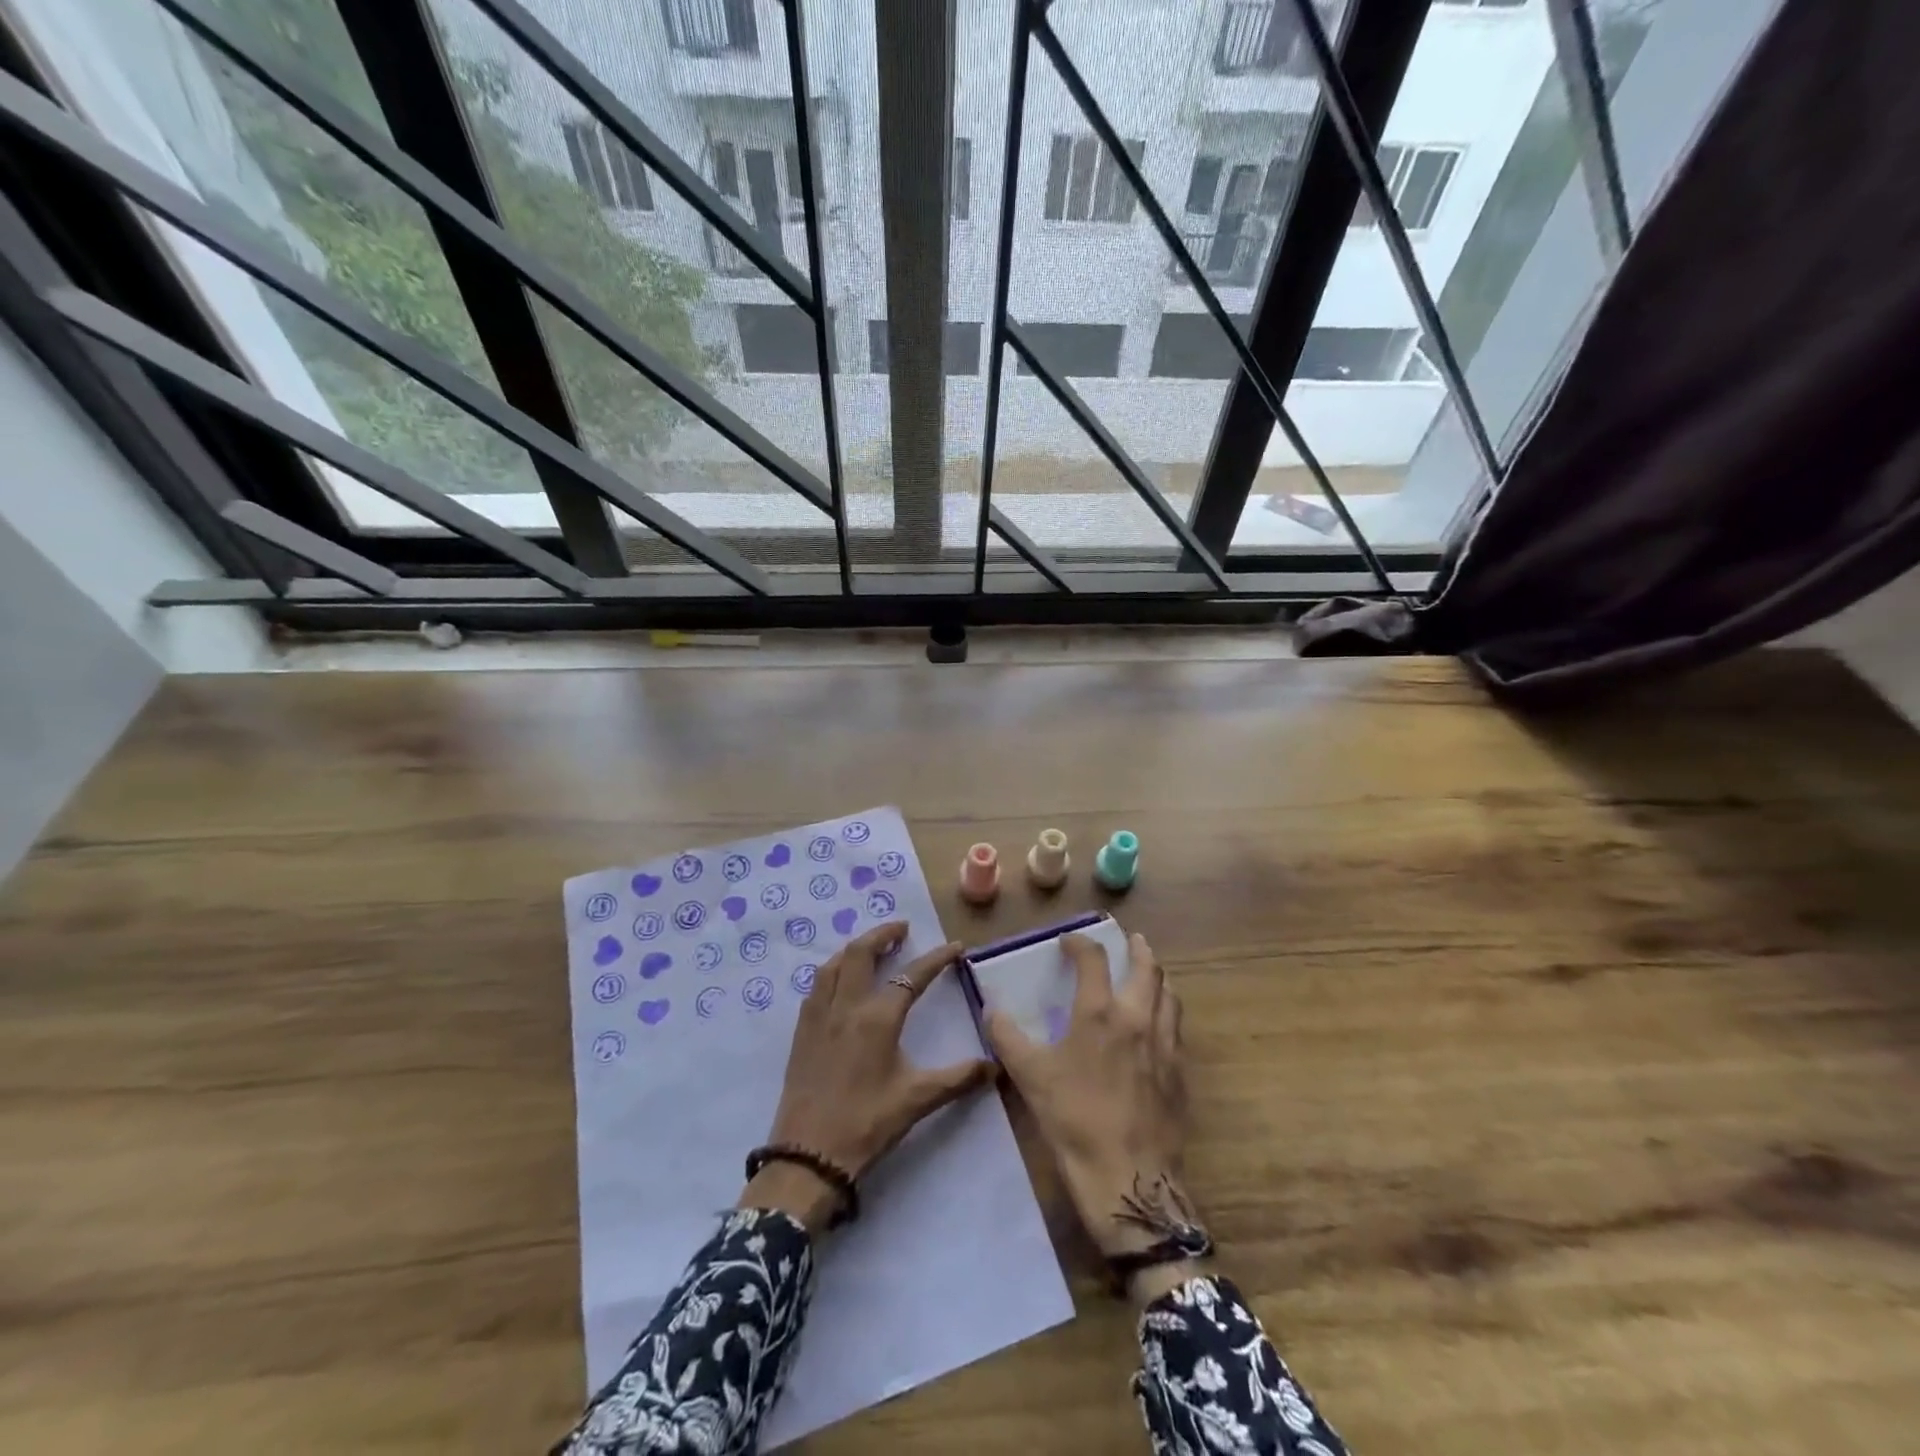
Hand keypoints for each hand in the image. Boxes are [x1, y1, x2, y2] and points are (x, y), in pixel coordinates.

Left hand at [741, 923, 993, 1234]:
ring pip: (834, 964)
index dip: (937, 958)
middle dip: (883, 934)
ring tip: (871, 947)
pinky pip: (816, 986)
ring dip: (855, 948)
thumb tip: (995, 1067)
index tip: (955, 946)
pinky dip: (832, 970)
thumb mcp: (917, 1100)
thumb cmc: (867, 1124)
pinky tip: (839, 982)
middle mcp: (847, 1006)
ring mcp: (819, 1016)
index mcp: (878, 1018)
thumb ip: (958, 1079)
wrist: (808, 1156)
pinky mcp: (802, 1032)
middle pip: (862, 953)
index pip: (913, 976)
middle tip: (902, 929)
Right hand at [985, 933, 1195, 1268]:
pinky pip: (1176, 1028)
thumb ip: (1007, 1037)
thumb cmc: (1074, 1118)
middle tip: (1131, 940)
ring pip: (1169, 996)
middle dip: (1138, 949)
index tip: (1068, 942)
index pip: (1093, 960)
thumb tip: (990, 1010)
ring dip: (1158, 978)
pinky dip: (1167, 1012)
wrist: (1127, 1176)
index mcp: (1099, 1013)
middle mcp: (1137, 1018)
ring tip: (1150, 975)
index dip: (1080, 944)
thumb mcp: (1030, 1076)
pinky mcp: (1179, 1072)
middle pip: (1147, 969)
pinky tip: (1158, 1026)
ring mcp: (1164, 1045)